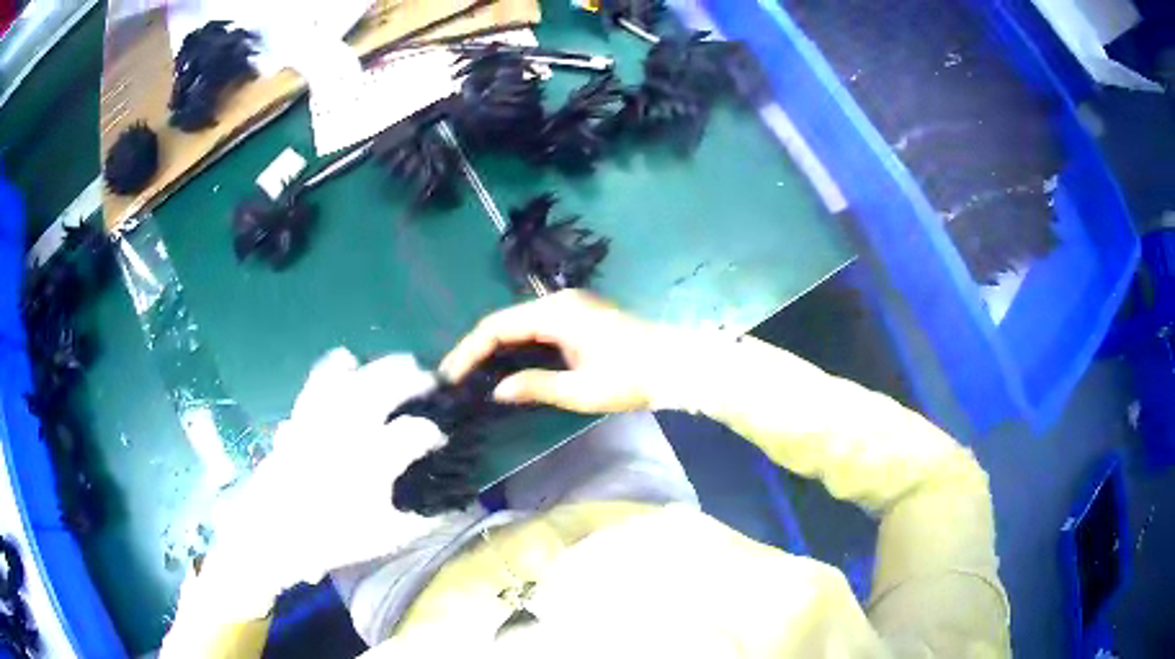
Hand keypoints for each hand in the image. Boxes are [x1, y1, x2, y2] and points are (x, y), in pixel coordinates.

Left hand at [194, 349, 456, 620]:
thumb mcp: (383, 538)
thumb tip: (450, 506)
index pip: (414, 433)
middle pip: (387, 382)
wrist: (273, 532)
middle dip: (416, 378)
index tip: (443, 439)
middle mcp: (348, 429)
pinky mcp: (302, 412)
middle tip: (432, 384)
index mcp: (371, 462)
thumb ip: (421, 522)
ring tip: (400, 368)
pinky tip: (351, 367)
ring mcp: (321, 415)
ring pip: (356, 372)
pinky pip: (321, 376)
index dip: (434, 432)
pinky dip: (340, 366)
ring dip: (383, 365)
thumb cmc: (330, 538)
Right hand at [439, 290, 674, 413]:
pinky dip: (517, 345)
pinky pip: (536, 327)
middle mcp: (559, 302)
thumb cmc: (632, 378)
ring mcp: (570, 306)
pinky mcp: (579, 316)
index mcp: (556, 313)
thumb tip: (499, 391)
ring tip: (474, 375)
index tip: (451, 375)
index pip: (497, 326)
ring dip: (496, 346)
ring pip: (520, 323)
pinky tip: (508, 365)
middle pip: (505, 321)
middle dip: (478, 348)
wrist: (676, 364)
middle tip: (457, 378)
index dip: (470, 350)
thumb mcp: (582, 390)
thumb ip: (537, 386)